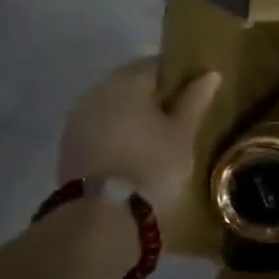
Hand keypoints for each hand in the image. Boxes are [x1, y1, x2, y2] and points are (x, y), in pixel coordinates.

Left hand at [58, 58, 222, 226]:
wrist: (102, 214)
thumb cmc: (152, 164)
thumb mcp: (183, 133)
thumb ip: (195, 100)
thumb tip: (209, 74)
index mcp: (126, 82)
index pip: (156, 64)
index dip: (178, 74)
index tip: (195, 90)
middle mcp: (97, 91)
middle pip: (130, 82)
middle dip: (154, 93)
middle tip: (179, 113)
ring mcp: (78, 118)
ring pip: (113, 104)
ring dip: (133, 111)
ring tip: (158, 132)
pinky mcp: (69, 143)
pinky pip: (100, 124)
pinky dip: (118, 129)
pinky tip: (134, 147)